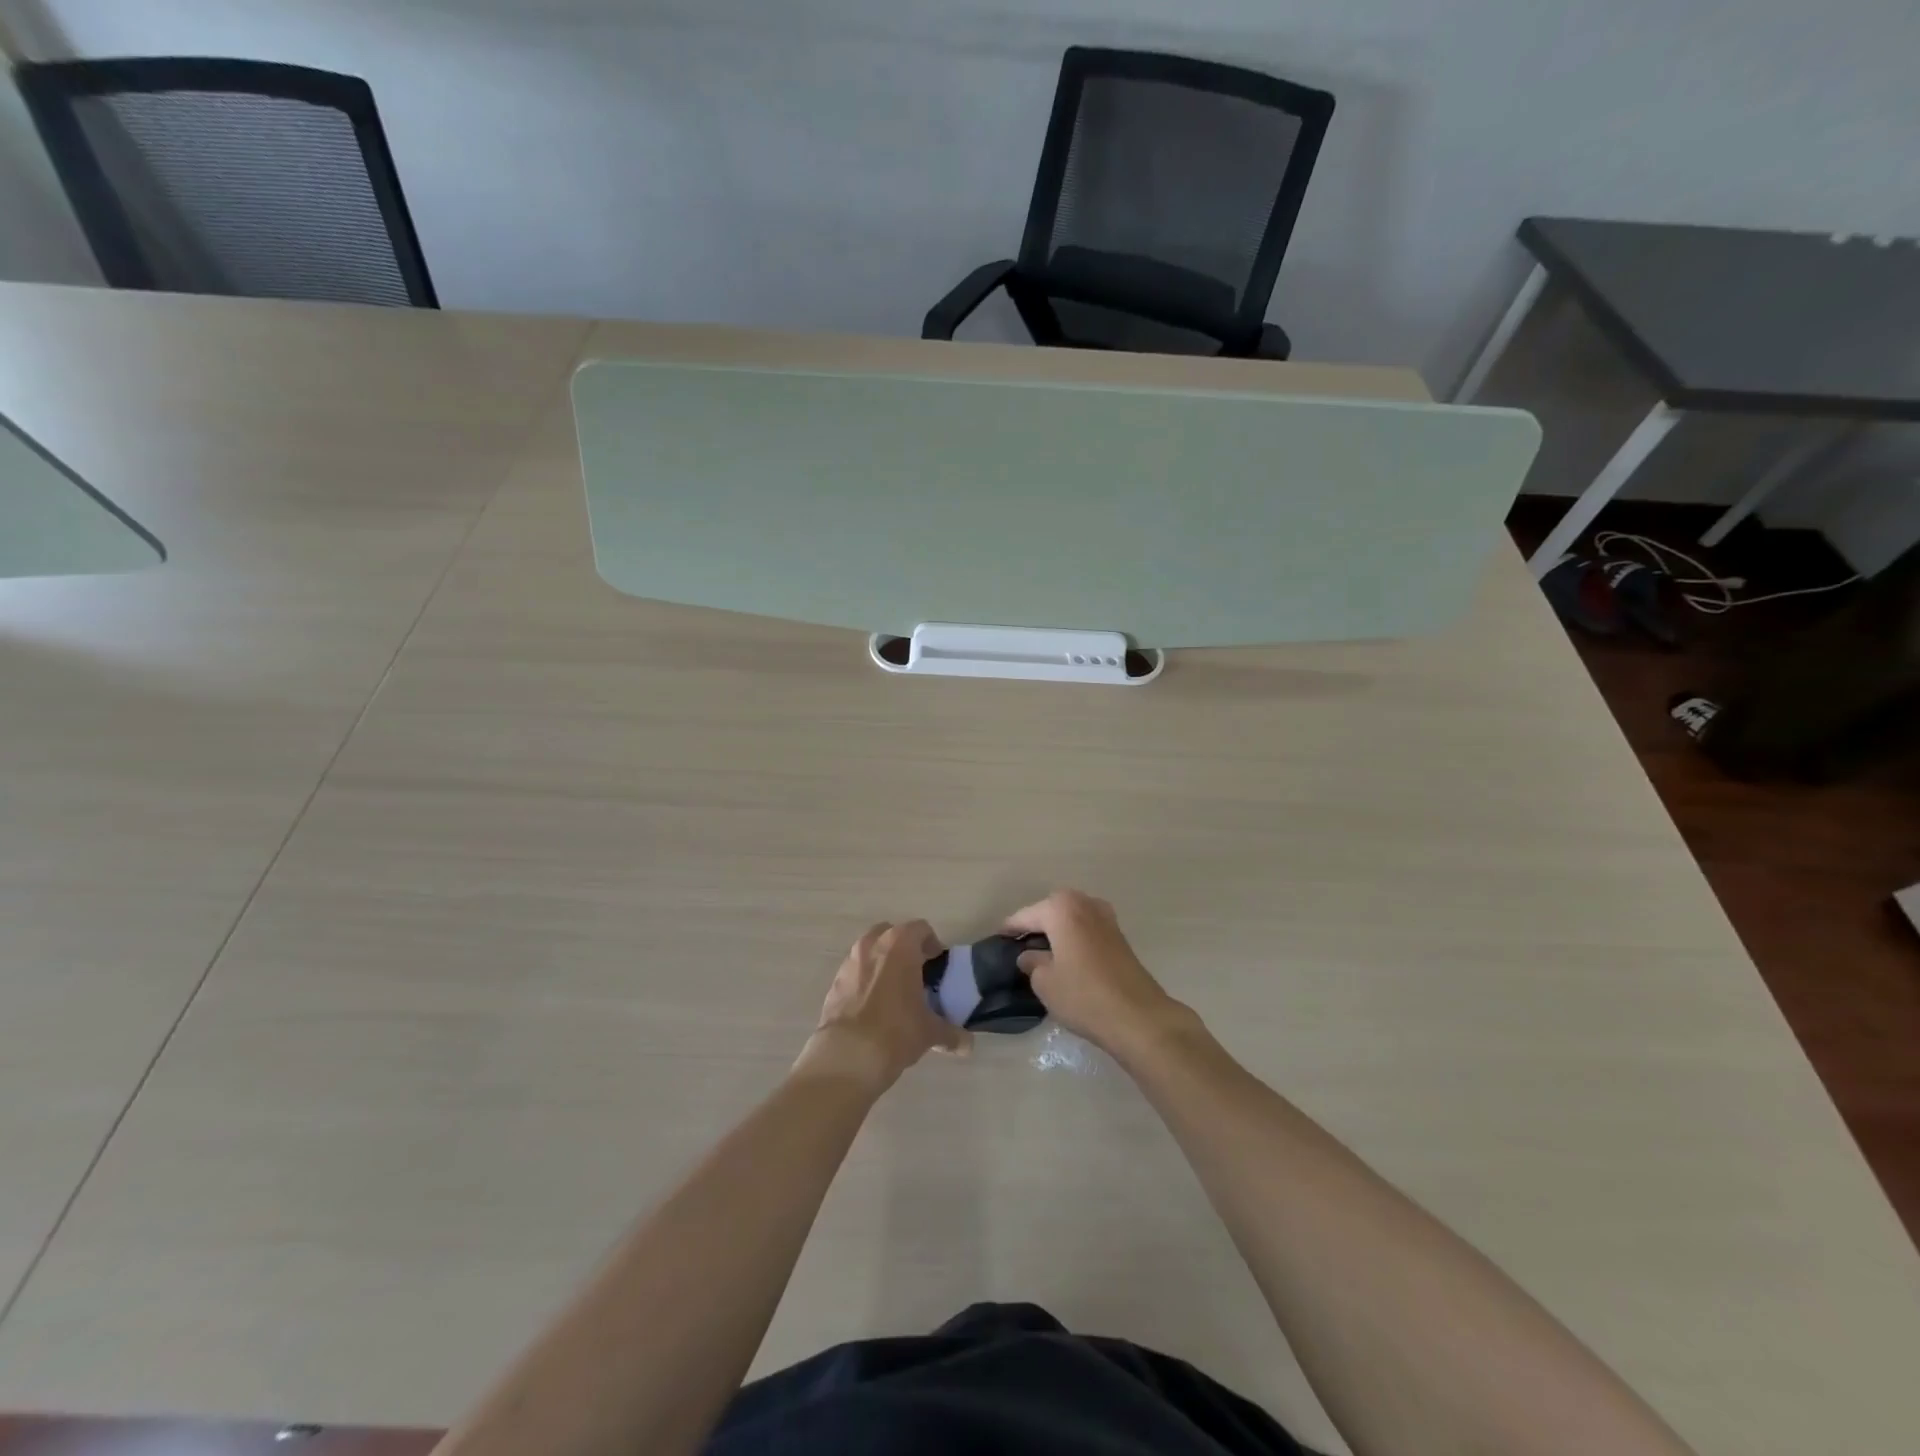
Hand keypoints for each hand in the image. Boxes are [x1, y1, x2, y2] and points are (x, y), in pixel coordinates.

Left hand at [795, 921, 968, 1094]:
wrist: (847, 1056)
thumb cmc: (896, 1032)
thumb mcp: (930, 1032)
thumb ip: (951, 1033)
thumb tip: (967, 1045)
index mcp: (899, 945)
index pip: (921, 929)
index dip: (932, 944)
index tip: (938, 965)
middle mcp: (871, 945)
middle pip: (892, 934)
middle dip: (904, 949)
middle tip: (916, 973)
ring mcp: (849, 962)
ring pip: (870, 951)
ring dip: (882, 962)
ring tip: (894, 991)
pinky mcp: (833, 983)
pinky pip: (854, 972)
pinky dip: (865, 980)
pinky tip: (872, 1007)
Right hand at [1005, 890, 1190, 1056]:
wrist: (1138, 1017)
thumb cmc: (1083, 995)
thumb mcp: (1045, 982)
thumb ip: (1032, 962)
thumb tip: (1029, 956)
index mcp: (1061, 908)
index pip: (1026, 915)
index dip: (1010, 928)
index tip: (998, 938)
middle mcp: (1084, 903)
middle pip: (1051, 910)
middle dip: (1036, 924)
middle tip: (1020, 945)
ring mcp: (1106, 918)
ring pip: (1071, 918)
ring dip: (1058, 930)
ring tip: (1044, 952)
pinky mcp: (1120, 936)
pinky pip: (1087, 929)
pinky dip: (1075, 937)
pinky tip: (1067, 957)